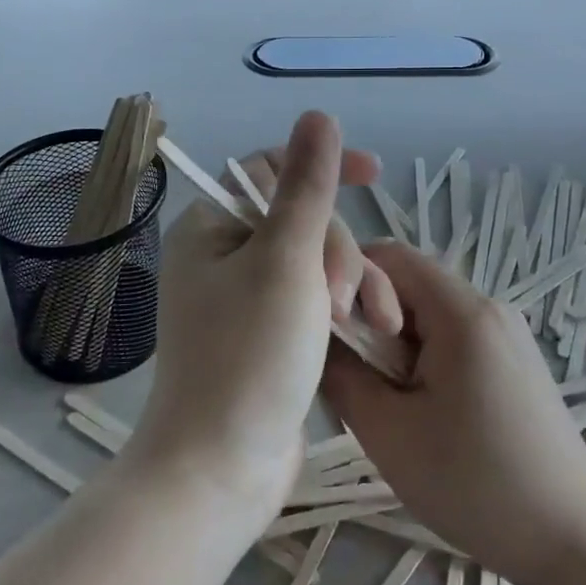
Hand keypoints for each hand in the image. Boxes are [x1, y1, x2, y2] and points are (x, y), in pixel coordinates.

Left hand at [129, 112, 401, 528]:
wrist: (221, 468)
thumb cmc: (248, 355)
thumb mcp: (285, 260)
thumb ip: (306, 187)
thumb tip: (317, 116)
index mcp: (211, 228)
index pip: (269, 171)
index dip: (321, 166)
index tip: (374, 173)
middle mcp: (221, 257)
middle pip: (300, 223)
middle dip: (337, 251)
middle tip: (343, 299)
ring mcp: (244, 301)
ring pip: (315, 265)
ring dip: (350, 283)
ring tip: (370, 324)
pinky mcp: (267, 339)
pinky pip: (313, 303)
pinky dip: (343, 312)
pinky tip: (372, 333)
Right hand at [320, 241, 585, 584]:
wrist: (578, 546)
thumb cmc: (476, 484)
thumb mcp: (388, 433)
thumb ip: (341, 374)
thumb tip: (315, 338)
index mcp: (461, 312)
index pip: (388, 256)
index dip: (345, 277)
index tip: (323, 327)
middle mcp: (489, 308)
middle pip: (409, 284)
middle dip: (369, 319)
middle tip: (351, 376)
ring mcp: (507, 335)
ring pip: (429, 315)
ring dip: (394, 345)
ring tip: (385, 403)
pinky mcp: (515, 363)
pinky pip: (454, 338)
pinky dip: (424, 360)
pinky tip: (422, 413)